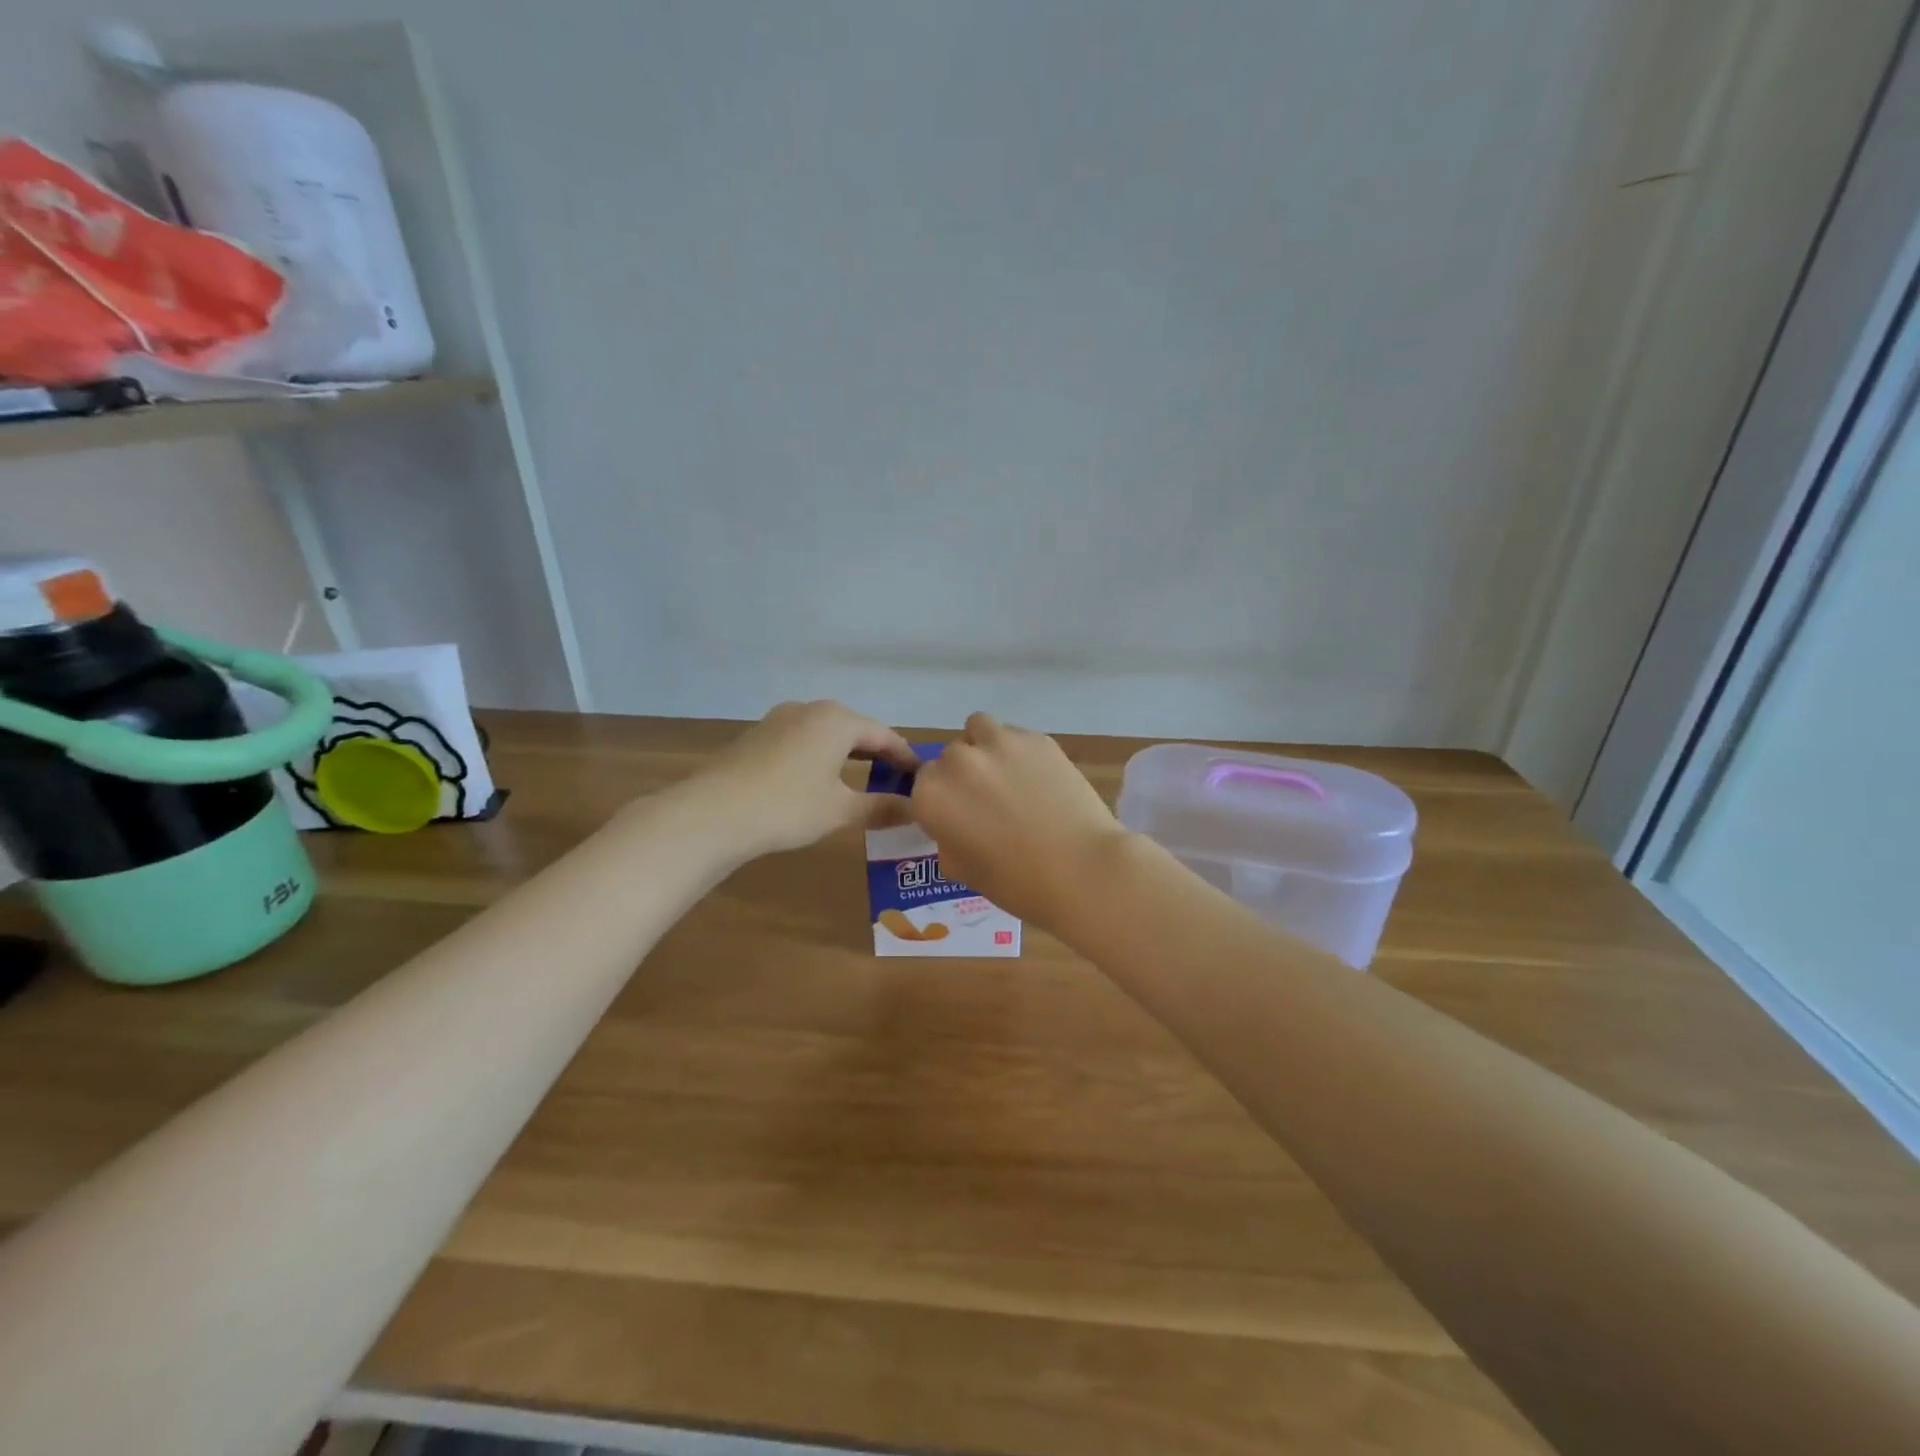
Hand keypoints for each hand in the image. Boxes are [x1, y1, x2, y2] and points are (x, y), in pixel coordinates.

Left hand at [702, 700, 919, 855]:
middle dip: (877, 753)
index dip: (905, 757)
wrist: (713, 813)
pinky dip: (820, 756)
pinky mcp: (758, 735)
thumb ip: (881, 807)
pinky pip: (802, 740)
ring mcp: (780, 719)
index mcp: (838, 720)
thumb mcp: (840, 810)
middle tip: (896, 779)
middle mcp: (811, 709)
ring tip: (861, 778)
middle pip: (855, 729)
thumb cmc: (788, 806)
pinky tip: (819, 779)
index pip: (885, 735)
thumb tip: (916, 811)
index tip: (921, 777)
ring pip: (826, 733)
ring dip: (847, 754)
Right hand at [911, 712, 1130, 928]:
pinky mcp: (1037, 738)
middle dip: (963, 776)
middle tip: (989, 802)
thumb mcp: (964, 872)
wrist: (1083, 869)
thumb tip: (958, 828)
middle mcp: (958, 761)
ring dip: (984, 748)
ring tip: (1008, 776)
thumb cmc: (1018, 883)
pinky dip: (1019, 752)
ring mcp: (999, 743)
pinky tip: (1041, 779)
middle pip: (950, 757)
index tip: (960, 819)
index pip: (922, 786)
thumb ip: (949, 841)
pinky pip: (1015, 736)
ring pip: (978, 730)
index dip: (941, 802)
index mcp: (932, 795)